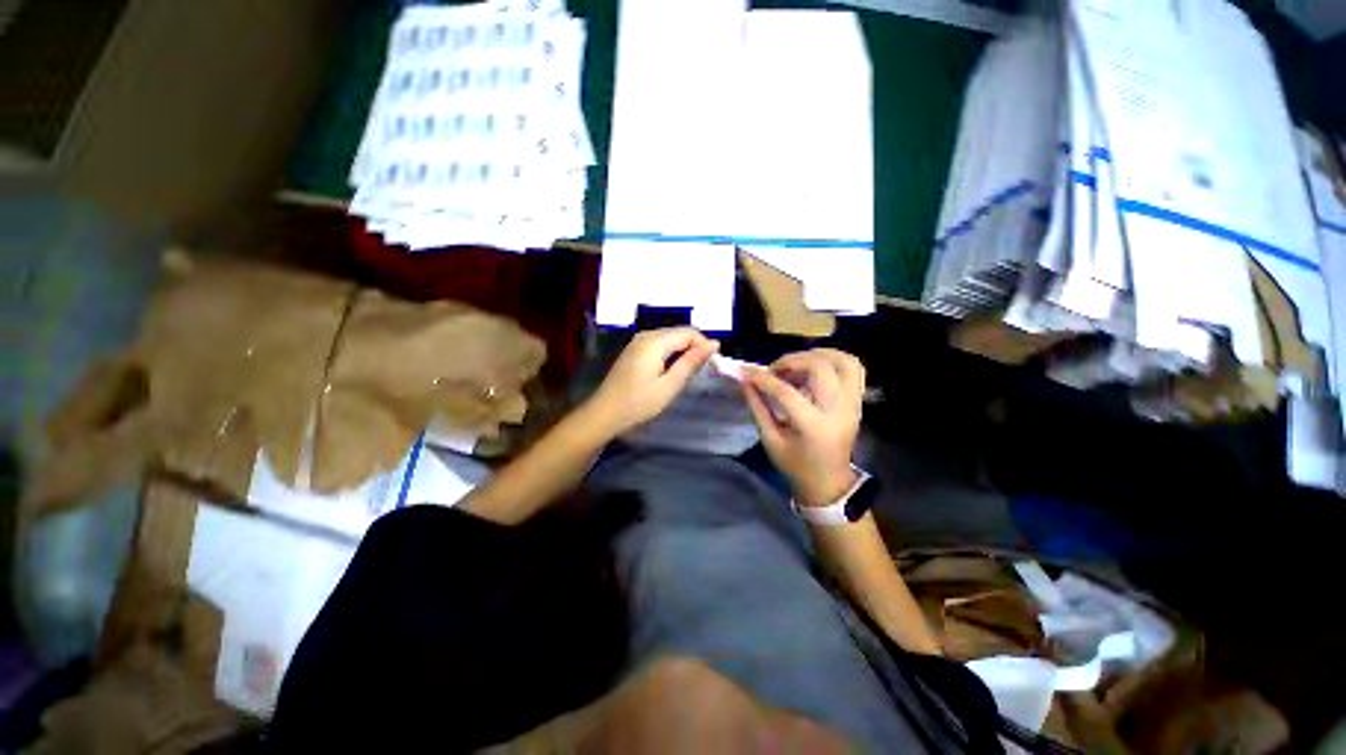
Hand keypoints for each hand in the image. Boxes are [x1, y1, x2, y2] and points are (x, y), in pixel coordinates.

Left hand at [584, 327, 718, 437]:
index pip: (689, 332)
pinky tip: (671, 371)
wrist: (605, 413)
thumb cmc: (639, 402)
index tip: (712, 365)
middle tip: (702, 371)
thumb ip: (691, 362)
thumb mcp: (670, 385)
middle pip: (679, 332)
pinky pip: (659, 344)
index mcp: (655, 341)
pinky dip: (671, 353)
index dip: (704, 345)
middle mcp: (646, 335)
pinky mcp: (634, 350)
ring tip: (688, 373)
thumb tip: (714, 343)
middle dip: (694, 347)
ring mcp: (638, 341)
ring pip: (670, 338)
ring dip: (683, 351)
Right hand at [742, 349, 864, 506]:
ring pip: (844, 361)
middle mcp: (839, 410)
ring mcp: (853, 404)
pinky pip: (855, 369)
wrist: (828, 481)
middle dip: (792, 361)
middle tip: (775, 370)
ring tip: (797, 363)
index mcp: (814, 427)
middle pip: (820, 367)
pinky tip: (816, 366)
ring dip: (817, 355)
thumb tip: (745, 380)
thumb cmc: (795, 465)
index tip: (745, 371)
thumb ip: (758, 407)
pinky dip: (835, 359)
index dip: (763, 378)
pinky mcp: (858, 400)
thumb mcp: (770, 440)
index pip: (786, 392)